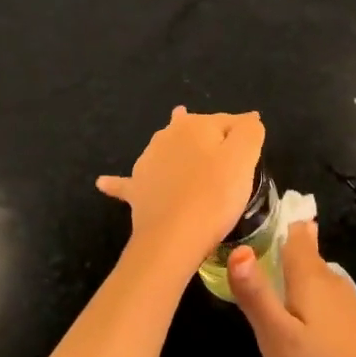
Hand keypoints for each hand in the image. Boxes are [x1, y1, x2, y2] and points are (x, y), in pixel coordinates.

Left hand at [97, 108, 264, 265]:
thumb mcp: (244, 157)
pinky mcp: (136, 190)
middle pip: (194, 132)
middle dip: (206, 138)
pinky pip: (126, 184)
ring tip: (180, 153)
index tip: (253, 149)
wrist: (174, 236)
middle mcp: (166, 136)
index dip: (243, 134)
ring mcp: (147, 162)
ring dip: (172, 150)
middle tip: (220, 151)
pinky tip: (103, 182)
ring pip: (164, 150)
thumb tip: (247, 120)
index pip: (227, 122)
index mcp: (195, 125)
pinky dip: (117, 182)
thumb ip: (249, 131)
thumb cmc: (215, 194)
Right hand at [227, 220, 355, 356]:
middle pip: (304, 252)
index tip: (255, 218)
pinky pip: (324, 297)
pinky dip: (307, 298)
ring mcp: (347, 301)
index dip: (277, 221)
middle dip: (280, 250)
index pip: (295, 231)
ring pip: (315, 276)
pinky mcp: (355, 323)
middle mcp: (331, 279)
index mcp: (310, 275)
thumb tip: (238, 248)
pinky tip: (297, 319)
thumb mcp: (276, 335)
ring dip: (293, 276)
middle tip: (250, 255)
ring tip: (267, 286)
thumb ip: (256, 293)